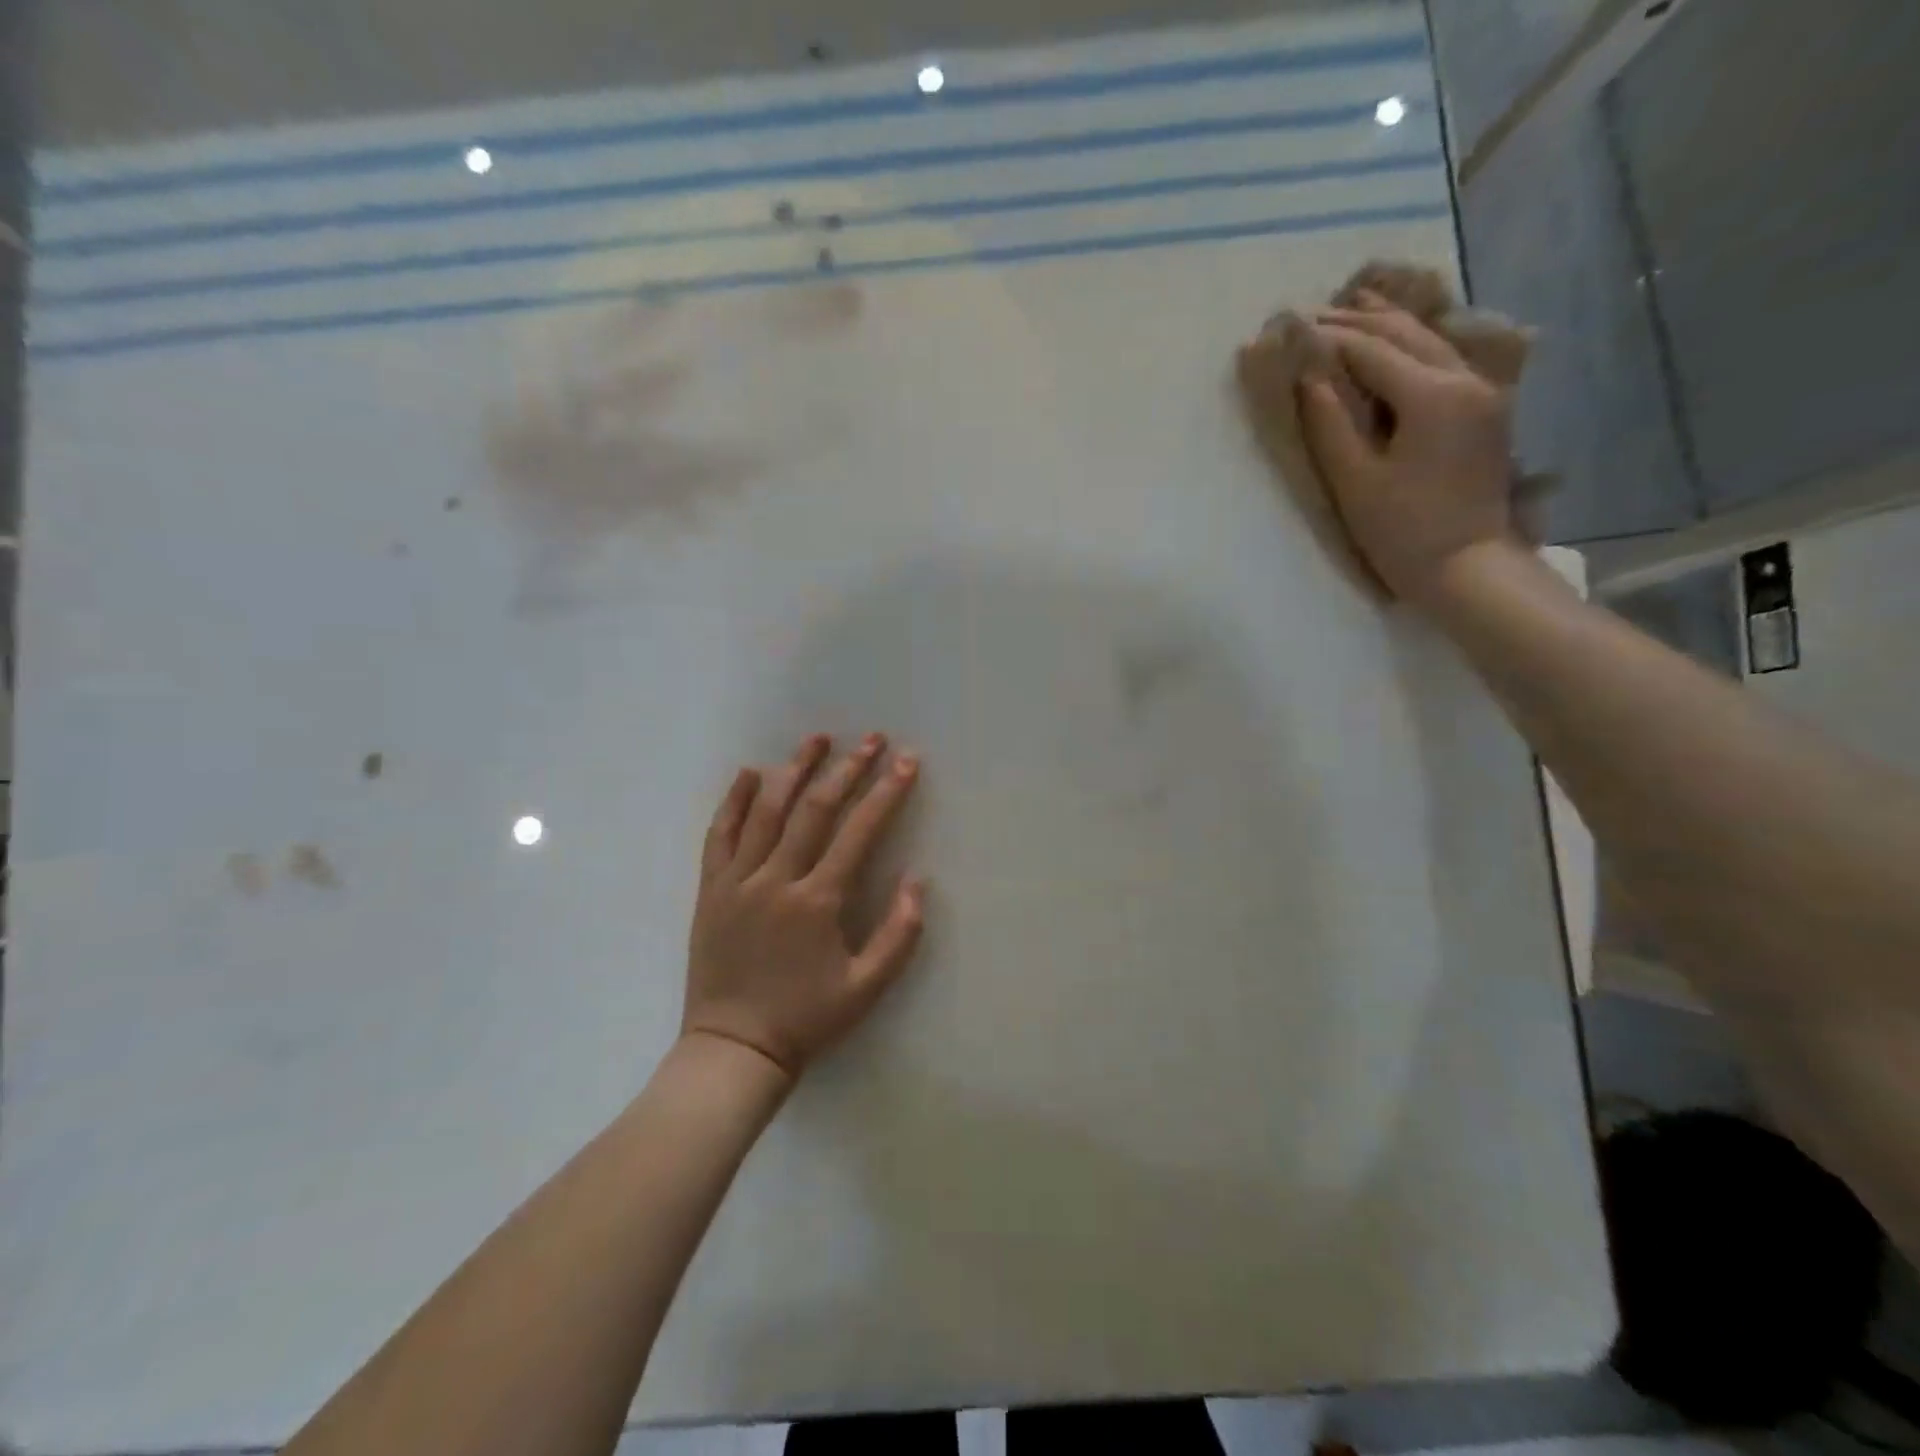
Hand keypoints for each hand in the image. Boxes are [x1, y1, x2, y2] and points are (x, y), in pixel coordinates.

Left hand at [684, 733, 925, 1080]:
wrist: (733, 1049)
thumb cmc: (806, 1019)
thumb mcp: (866, 988)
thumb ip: (898, 934)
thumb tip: (917, 880)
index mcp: (817, 901)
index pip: (859, 832)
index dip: (886, 792)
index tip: (906, 762)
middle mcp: (776, 879)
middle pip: (814, 810)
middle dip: (847, 769)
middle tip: (871, 740)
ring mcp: (737, 881)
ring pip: (766, 811)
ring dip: (794, 770)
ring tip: (816, 739)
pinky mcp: (710, 890)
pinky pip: (719, 835)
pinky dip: (735, 801)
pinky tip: (749, 773)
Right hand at [1294, 301, 1517, 605]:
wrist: (1467, 566)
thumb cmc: (1403, 531)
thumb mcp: (1356, 482)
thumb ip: (1330, 425)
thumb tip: (1310, 378)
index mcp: (1433, 395)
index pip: (1372, 351)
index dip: (1329, 338)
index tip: (1292, 327)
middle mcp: (1465, 379)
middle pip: (1406, 333)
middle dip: (1358, 319)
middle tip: (1314, 314)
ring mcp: (1483, 391)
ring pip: (1431, 339)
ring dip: (1388, 324)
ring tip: (1352, 310)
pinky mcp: (1486, 409)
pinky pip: (1445, 358)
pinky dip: (1413, 343)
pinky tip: (1393, 341)